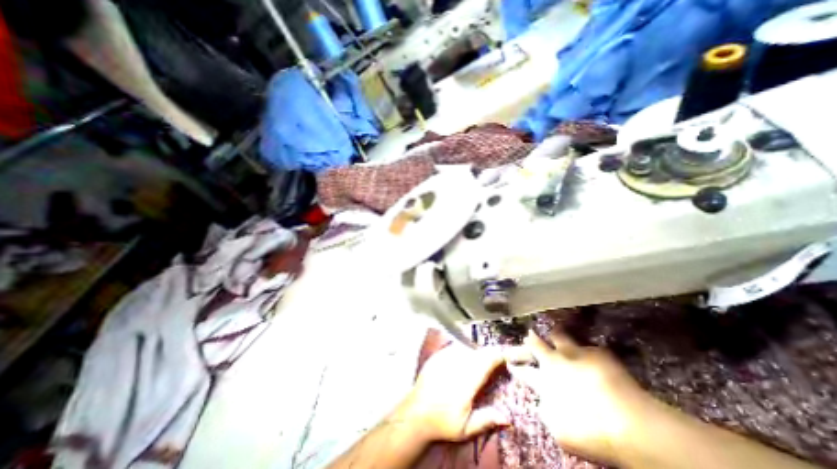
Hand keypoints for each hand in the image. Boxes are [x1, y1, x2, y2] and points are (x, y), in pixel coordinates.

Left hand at [395, 345, 509, 443]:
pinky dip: (463, 352)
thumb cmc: (442, 422)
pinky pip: (455, 348)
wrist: (415, 412)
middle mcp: (457, 364)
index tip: (505, 359)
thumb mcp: (466, 428)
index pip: (487, 359)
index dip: (498, 356)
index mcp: (467, 380)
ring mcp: (445, 357)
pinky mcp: (438, 354)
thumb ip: (486, 419)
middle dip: (489, 355)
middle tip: (493, 365)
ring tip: (477, 366)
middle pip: (479, 351)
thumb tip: (507, 417)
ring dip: (475, 354)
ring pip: (467, 347)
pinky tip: (461, 363)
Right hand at [503, 330, 660, 465]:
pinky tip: (587, 348)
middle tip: (528, 336)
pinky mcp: (596, 352)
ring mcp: (574, 354)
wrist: (630, 426)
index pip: (524, 372)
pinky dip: (584, 347)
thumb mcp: (560, 433)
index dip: (516, 367)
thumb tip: (542, 402)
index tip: (510, 362)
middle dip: (530, 340)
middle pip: (536, 346)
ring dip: (554, 335)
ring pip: (558, 336)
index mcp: (543, 382)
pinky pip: (586, 345)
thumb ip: (546, 413)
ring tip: (553, 332)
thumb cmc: (592, 434)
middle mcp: (554, 362)